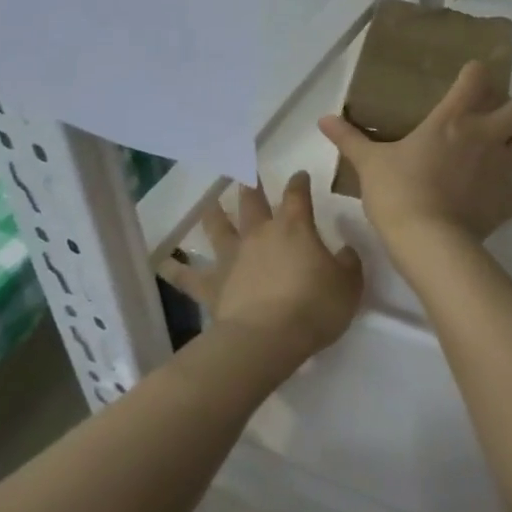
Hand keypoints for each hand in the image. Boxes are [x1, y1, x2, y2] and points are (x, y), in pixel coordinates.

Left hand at [159, 172, 362, 361]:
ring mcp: (232, 259)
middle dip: (252, 185)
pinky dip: (175, 270)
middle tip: (247, 172)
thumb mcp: (349, 285)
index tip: (300, 174)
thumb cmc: (314, 307)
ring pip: (218, 229)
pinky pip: (188, 277)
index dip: (299, 182)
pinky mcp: (212, 286)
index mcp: (294, 227)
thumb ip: (348, 264)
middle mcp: (259, 235)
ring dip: (214, 214)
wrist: (268, 339)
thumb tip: (345, 250)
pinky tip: (163, 263)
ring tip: (209, 202)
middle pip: (253, 202)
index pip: (298, 194)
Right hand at [320, 61, 511, 245]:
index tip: (471, 78)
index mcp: (453, 119)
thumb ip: (350, 139)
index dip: (477, 73)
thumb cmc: (396, 192)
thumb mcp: (369, 164)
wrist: (426, 239)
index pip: (477, 77)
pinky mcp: (510, 200)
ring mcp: (503, 167)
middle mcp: (486, 135)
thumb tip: (322, 120)